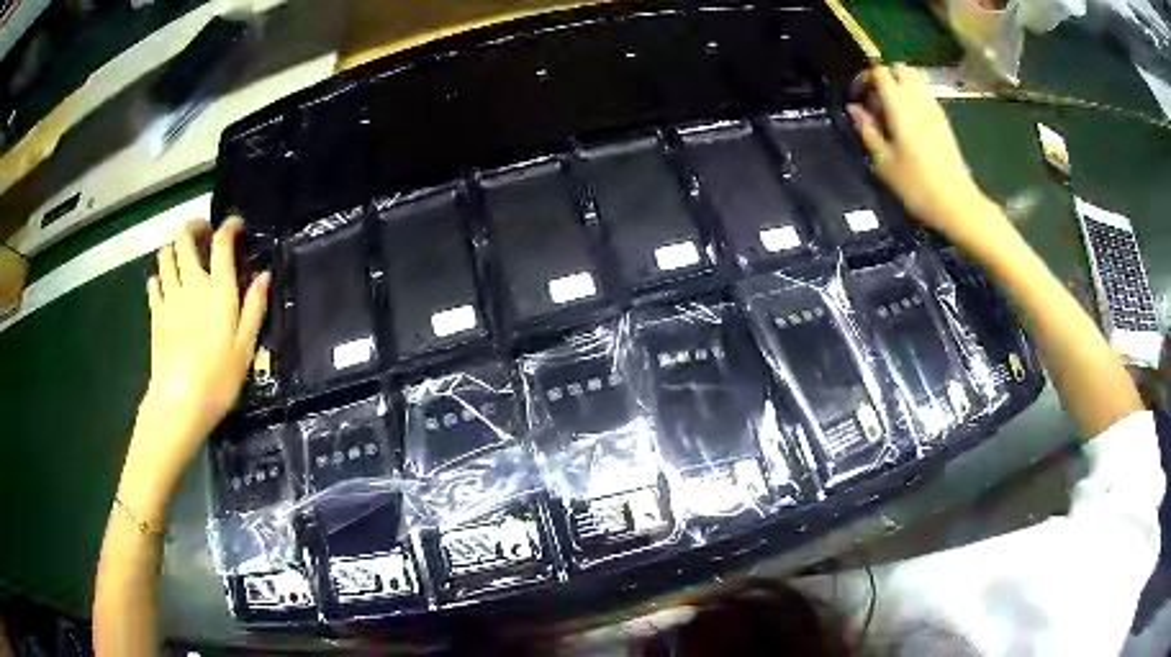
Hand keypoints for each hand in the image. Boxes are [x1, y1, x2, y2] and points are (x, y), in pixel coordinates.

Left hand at [121, 218, 269, 514]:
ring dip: (174, 248)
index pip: (221, 242)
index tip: (235, 225)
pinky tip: (164, 285)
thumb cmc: (218, 378)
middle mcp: (191, 284)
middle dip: (194, 227)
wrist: (179, 402)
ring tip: (182, 255)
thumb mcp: (245, 347)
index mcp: (218, 289)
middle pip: (185, 239)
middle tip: (203, 232)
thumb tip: (264, 276)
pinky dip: (159, 278)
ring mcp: (170, 298)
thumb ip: (254, 308)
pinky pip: (153, 285)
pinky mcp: (155, 315)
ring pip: (166, 256)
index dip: (229, 226)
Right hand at [847, 64, 1010, 250]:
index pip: (880, 73)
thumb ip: (867, 130)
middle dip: (883, 77)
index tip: (857, 97)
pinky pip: (924, 95)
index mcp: (900, 107)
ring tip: (891, 112)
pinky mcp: (943, 121)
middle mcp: (918, 101)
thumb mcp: (884, 162)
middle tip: (874, 101)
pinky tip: (908, 123)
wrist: (957, 204)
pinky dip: (912, 98)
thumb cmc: (917, 186)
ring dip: (899, 86)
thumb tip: (854, 109)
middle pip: (899, 69)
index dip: (864, 78)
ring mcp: (934, 109)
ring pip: (914, 80)